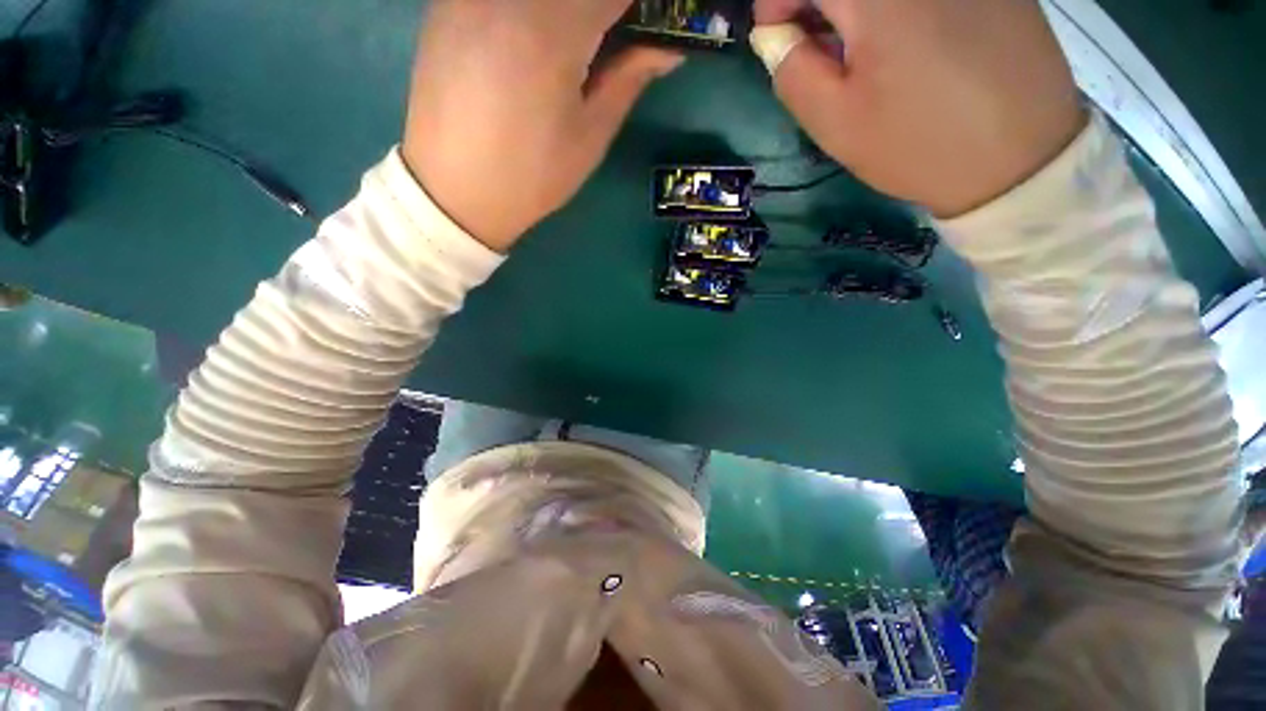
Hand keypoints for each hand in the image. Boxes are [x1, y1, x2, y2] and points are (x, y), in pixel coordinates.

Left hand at [402, 0, 681, 251]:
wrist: (455, 191)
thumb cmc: (532, 176)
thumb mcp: (590, 137)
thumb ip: (628, 78)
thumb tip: (667, 48)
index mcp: (552, 31)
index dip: (639, 7)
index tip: (646, 25)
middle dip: (603, 8)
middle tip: (611, 37)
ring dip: (570, 12)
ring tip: (579, 43)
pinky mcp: (448, 1)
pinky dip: (534, 11)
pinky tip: (535, 38)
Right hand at [754, 0, 1086, 216]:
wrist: (1019, 159)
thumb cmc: (915, 145)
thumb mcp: (835, 122)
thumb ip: (793, 71)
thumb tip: (777, 36)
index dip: (779, 4)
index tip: (780, 41)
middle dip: (819, 7)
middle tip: (819, 49)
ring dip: (857, 11)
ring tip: (863, 52)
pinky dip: (897, 9)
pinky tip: (909, 43)